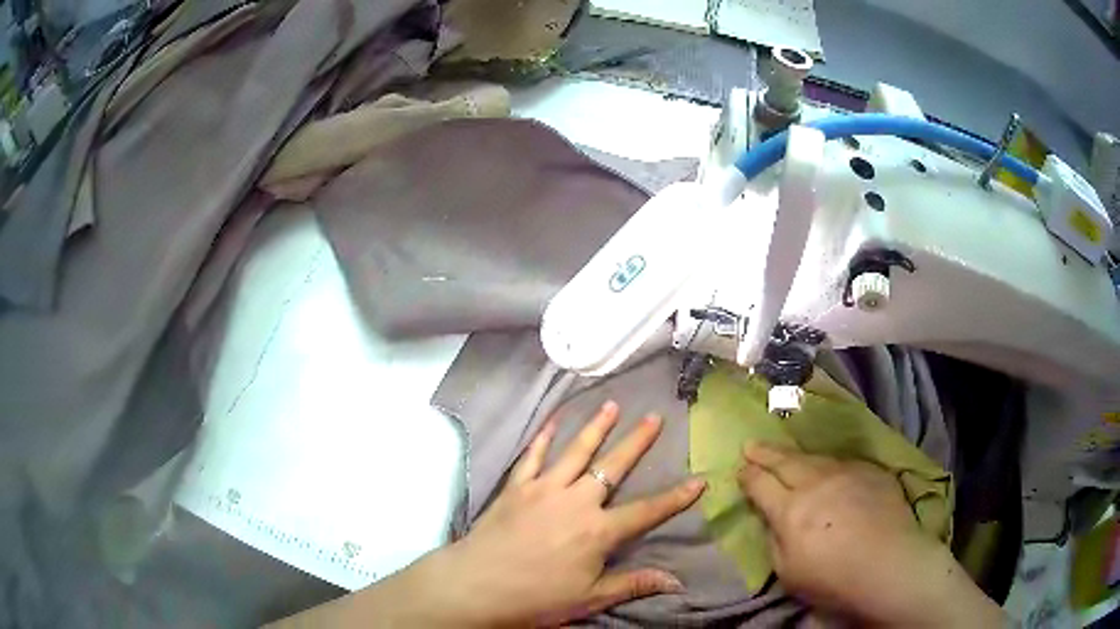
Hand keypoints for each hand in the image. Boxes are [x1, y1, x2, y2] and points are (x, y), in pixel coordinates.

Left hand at [432, 401, 705, 625]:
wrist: (476, 585)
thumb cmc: (536, 597)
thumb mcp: (590, 597)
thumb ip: (633, 584)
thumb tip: (677, 582)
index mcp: (598, 531)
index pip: (647, 511)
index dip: (676, 498)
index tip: (699, 480)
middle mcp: (575, 501)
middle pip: (612, 467)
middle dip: (637, 442)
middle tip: (655, 417)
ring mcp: (543, 489)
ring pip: (576, 451)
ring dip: (596, 427)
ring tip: (612, 405)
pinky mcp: (516, 486)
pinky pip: (533, 455)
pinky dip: (545, 437)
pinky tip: (554, 421)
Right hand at [737, 444, 1003, 627]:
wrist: (890, 565)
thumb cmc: (833, 579)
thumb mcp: (788, 572)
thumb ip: (775, 540)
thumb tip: (774, 520)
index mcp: (790, 509)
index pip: (760, 484)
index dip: (748, 475)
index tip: (740, 469)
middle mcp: (816, 482)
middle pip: (784, 461)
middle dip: (765, 452)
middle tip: (751, 444)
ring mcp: (846, 472)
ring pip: (814, 458)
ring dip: (795, 455)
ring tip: (785, 454)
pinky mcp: (870, 471)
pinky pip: (842, 462)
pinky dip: (827, 464)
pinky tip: (826, 469)